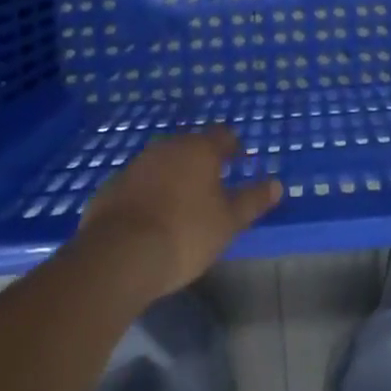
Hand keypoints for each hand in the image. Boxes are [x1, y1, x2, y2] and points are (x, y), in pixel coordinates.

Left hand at [76, 126, 281, 299]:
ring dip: (174, 175)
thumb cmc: (185, 233)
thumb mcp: (228, 222)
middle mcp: (167, 147)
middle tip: (213, 184)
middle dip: (202, 161)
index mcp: (199, 149)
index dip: (233, 146)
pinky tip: (151, 217)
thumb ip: (252, 200)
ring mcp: (136, 165)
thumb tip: (277, 184)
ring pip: (163, 162)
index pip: (223, 135)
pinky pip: (139, 183)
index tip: (239, 161)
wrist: (119, 254)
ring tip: (183, 201)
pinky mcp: (112, 187)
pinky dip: (149, 193)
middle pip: (190, 145)